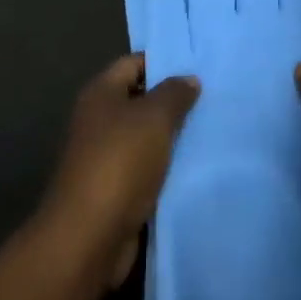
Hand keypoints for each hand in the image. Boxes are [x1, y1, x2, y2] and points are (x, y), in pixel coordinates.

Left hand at [41, 56, 199, 286]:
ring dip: (171, 138)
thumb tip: (188, 78)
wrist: (89, 236)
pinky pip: (145, 169)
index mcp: (100, 94)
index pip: (133, 63)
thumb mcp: (154, 118)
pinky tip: (195, 168)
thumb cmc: (120, 162)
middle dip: (172, 101)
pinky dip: (166, 168)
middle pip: (139, 100)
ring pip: (144, 137)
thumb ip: (174, 94)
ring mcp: (103, 157)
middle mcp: (97, 120)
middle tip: (211, 100)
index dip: (163, 63)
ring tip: (210, 132)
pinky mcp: (113, 190)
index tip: (198, 68)